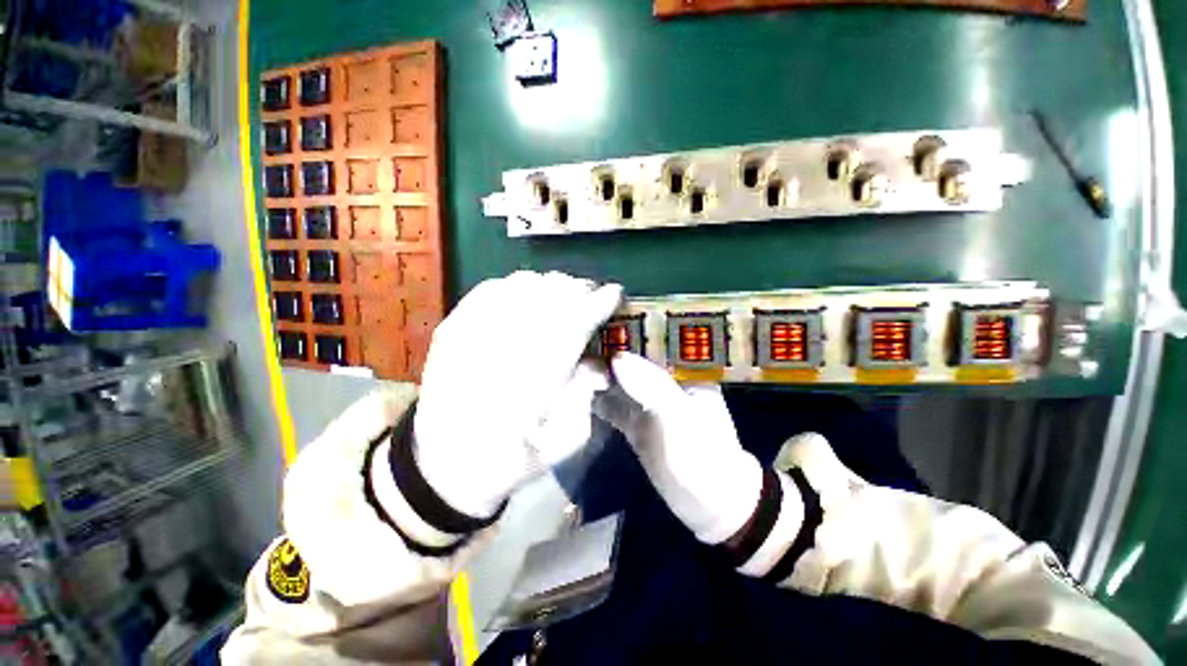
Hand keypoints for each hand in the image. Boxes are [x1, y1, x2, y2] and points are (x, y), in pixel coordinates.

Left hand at [415, 271, 622, 517]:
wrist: (444, 464)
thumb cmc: (513, 458)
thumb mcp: (566, 440)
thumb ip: (587, 393)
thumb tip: (600, 363)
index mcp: (538, 376)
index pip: (578, 320)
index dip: (601, 302)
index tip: (615, 294)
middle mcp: (506, 344)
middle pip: (551, 293)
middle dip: (580, 289)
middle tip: (591, 296)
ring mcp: (474, 330)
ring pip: (524, 284)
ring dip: (551, 286)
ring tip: (561, 298)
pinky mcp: (453, 326)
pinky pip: (492, 288)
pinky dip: (518, 287)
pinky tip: (527, 299)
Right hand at [594, 353, 762, 544]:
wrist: (711, 506)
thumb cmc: (702, 458)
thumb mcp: (679, 419)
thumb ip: (650, 387)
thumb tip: (616, 357)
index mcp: (683, 371)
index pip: (648, 344)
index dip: (623, 339)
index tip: (596, 340)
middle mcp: (664, 382)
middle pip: (629, 363)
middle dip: (605, 361)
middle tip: (577, 361)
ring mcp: (648, 403)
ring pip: (618, 384)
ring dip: (597, 380)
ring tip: (572, 375)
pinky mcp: (636, 424)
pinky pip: (613, 406)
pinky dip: (597, 401)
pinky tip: (578, 396)